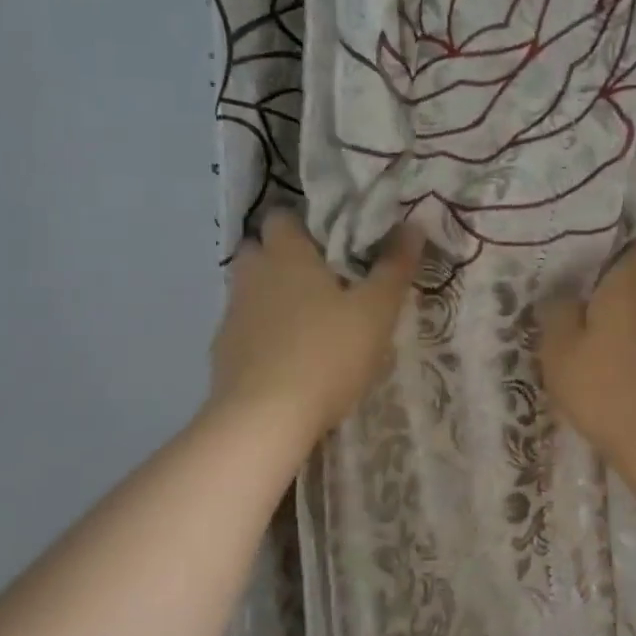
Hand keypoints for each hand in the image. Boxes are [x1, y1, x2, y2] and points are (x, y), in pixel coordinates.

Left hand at [211, 211, 421, 445]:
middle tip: (323, 281)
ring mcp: (232, 315)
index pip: (282, 216)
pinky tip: (289, 360)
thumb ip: (394, 267)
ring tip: (310, 323)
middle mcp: (252, 275)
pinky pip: (245, 330)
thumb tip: (412, 225)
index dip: (305, 223)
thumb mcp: (376, 311)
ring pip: (251, 292)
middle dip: (285, 259)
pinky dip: (263, 336)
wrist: (265, 419)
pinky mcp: (223, 353)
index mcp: (286, 254)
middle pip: (260, 251)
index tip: (333, 242)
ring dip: (274, 299)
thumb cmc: (327, 353)